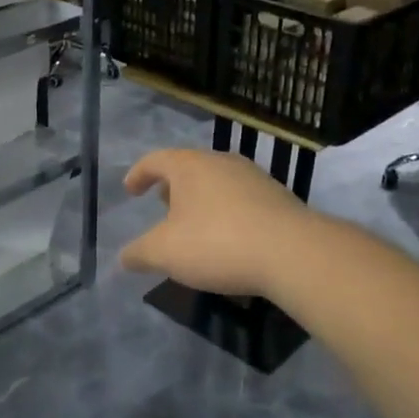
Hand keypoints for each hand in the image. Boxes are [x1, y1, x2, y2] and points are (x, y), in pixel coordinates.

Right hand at [121, 148, 320, 298]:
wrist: (293, 253)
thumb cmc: (217, 243)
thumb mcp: (165, 253)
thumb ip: (140, 253)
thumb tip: (124, 257)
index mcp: (190, 166)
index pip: (155, 160)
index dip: (138, 174)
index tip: (130, 191)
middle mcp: (222, 162)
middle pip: (188, 168)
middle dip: (172, 188)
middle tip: (162, 207)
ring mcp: (254, 178)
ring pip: (217, 183)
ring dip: (201, 201)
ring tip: (194, 227)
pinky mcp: (279, 198)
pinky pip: (241, 201)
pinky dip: (226, 214)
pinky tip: (228, 241)